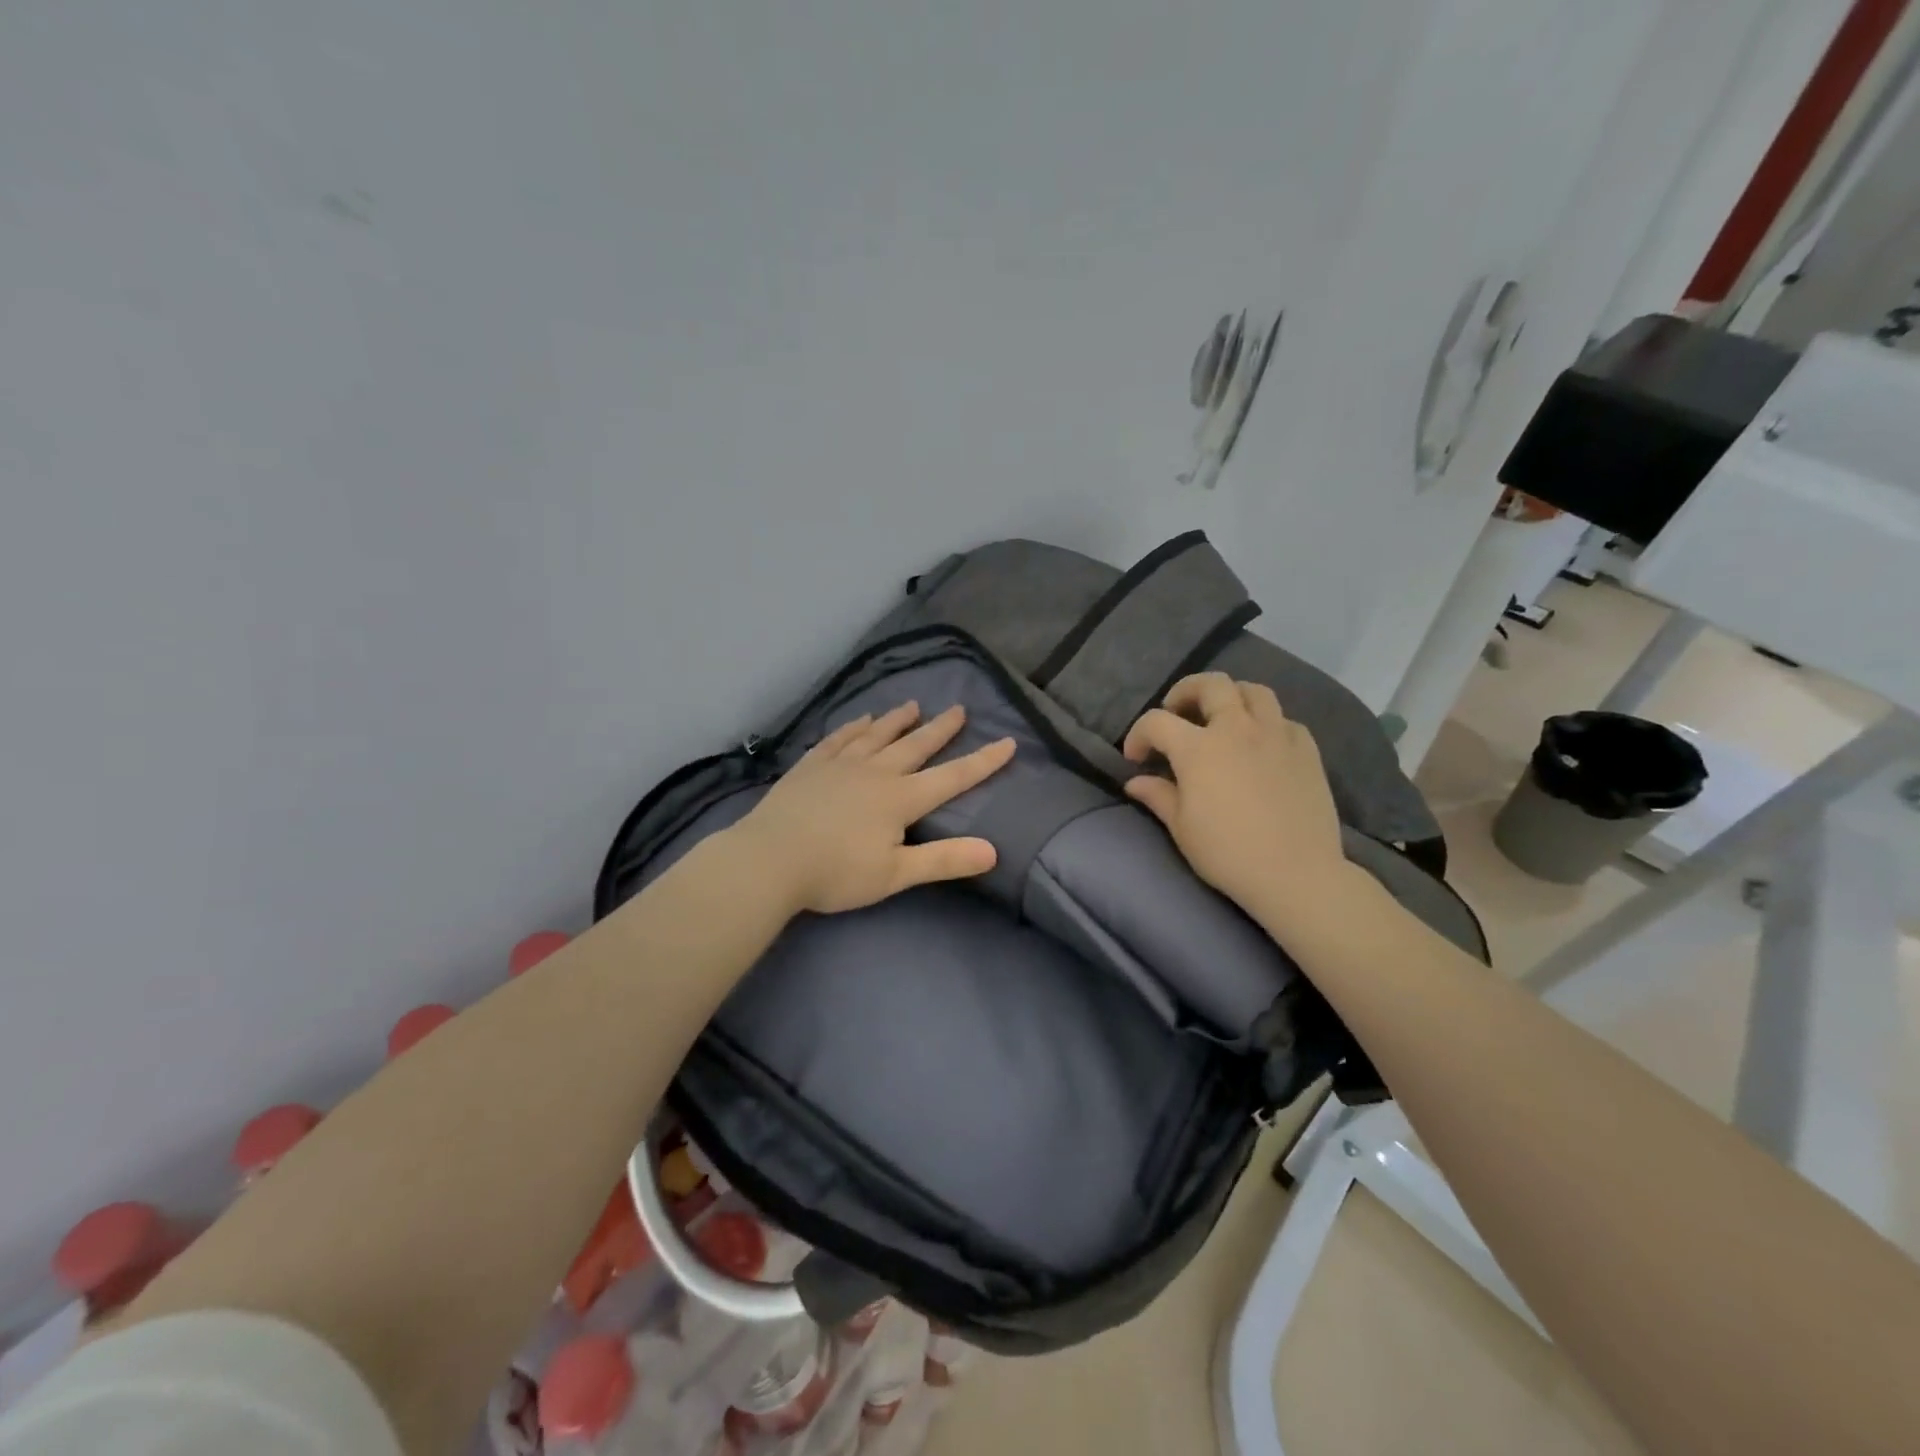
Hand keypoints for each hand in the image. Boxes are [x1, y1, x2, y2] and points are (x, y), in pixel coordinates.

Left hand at [726, 702, 1015, 915]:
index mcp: (900, 798)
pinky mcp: (811, 766)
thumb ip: (944, 860)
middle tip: (959, 709)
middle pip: (915, 745)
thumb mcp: (896, 874)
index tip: (1007, 742)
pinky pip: (839, 738)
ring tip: (912, 705)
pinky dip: (855, 726)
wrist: (770, 859)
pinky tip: (861, 719)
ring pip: (877, 735)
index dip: (982, 761)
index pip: (952, 777)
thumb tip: (992, 851)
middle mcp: (875, 772)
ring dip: (898, 720)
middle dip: (940, 729)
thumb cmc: (836, 873)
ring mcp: (840, 765)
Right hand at [1121, 672, 1349, 927]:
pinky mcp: (1307, 750)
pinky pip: (1285, 720)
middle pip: (1211, 684)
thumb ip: (1158, 796)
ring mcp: (1277, 735)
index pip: (1157, 721)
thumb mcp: (1182, 828)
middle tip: (1177, 712)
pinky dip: (1267, 723)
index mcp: (1199, 748)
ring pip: (1254, 691)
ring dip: (1231, 696)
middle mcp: (1237, 729)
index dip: (1138, 734)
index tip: (1135, 758)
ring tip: (1222, 717)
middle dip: (1186, 691)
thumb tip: (1135, 782)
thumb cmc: (1228, 853)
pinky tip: (1261, 744)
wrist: (1296, 874)